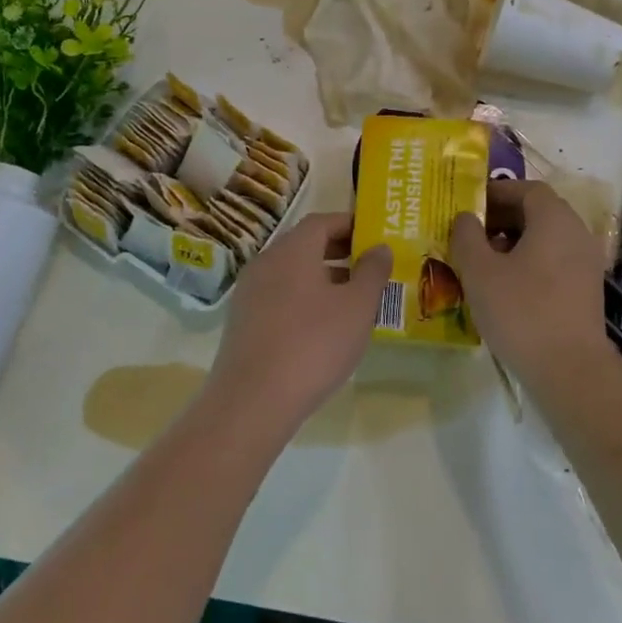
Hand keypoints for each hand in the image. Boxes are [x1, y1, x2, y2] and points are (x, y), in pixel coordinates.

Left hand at [207, 213, 391, 437]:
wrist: (253, 401)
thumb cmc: (313, 344)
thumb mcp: (357, 307)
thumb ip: (372, 271)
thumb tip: (379, 247)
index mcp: (292, 250)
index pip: (322, 221)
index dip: (350, 225)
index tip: (375, 236)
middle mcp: (266, 262)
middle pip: (305, 245)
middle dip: (339, 251)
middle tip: (369, 266)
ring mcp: (249, 293)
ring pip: (292, 273)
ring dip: (323, 277)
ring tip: (352, 299)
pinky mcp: (242, 322)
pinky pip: (279, 296)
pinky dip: (304, 299)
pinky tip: (323, 327)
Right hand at [450, 181, 607, 381]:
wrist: (570, 370)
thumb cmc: (522, 311)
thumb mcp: (480, 271)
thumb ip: (467, 236)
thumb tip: (465, 217)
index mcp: (555, 219)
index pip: (526, 189)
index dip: (496, 192)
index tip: (468, 204)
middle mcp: (576, 233)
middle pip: (538, 212)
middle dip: (501, 217)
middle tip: (470, 232)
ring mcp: (586, 262)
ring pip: (546, 238)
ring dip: (513, 242)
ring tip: (482, 261)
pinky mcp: (586, 289)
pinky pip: (554, 261)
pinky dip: (529, 262)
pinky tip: (505, 286)